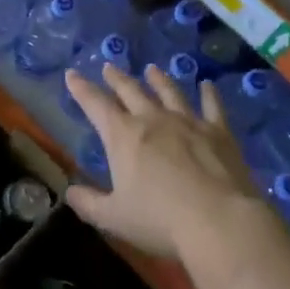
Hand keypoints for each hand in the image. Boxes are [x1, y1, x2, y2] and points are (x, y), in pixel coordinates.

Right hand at [63, 64, 265, 260]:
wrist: (220, 222)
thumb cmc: (160, 220)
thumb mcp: (114, 218)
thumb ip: (88, 203)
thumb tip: (69, 192)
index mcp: (123, 136)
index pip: (95, 105)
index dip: (81, 89)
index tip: (72, 74)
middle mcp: (153, 119)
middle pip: (131, 91)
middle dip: (117, 79)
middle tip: (109, 67)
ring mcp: (188, 122)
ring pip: (169, 92)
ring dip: (158, 79)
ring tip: (152, 69)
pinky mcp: (218, 132)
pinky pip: (212, 106)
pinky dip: (209, 94)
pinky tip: (208, 85)